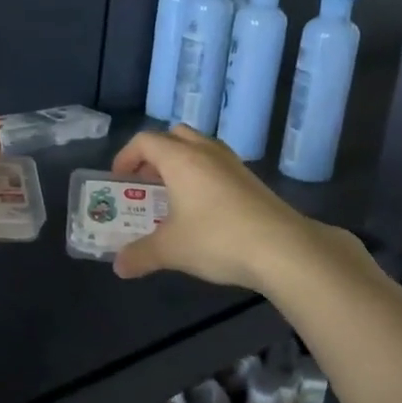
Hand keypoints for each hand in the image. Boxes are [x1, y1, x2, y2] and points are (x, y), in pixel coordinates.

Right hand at [108, 125, 361, 291]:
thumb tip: (119, 266)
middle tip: (146, 183)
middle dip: (155, 155)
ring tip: (172, 196)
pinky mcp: (251, 181)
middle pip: (174, 136)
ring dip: (181, 165)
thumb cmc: (217, 239)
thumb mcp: (171, 250)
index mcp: (180, 159)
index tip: (118, 180)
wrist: (283, 249)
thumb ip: (140, 254)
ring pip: (200, 149)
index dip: (126, 157)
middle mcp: (206, 152)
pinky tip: (202, 210)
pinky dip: (202, 177)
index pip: (145, 141)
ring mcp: (233, 164)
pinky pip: (217, 166)